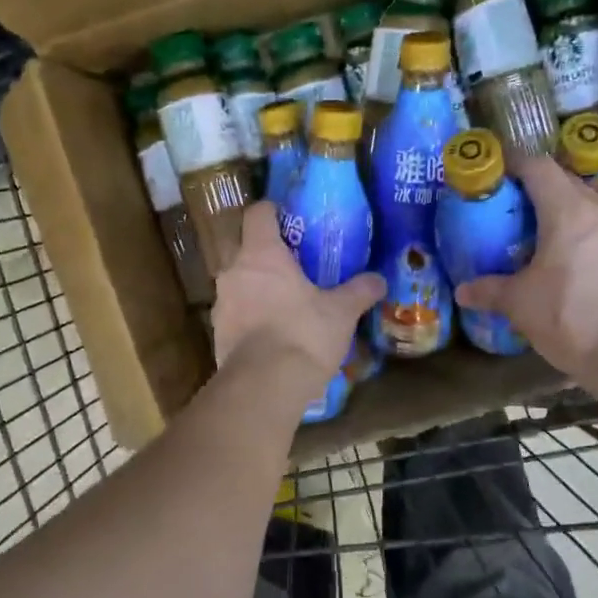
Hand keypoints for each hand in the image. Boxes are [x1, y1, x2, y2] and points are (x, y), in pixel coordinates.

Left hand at [212, 202, 384, 395]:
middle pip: (243, 249)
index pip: (258, 214)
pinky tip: (271, 333)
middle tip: (291, 264)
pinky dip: (250, 317)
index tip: (288, 218)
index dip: (272, 211)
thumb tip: (379, 280)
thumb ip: (359, 291)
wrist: (264, 385)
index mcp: (261, 254)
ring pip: (237, 284)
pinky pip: (235, 315)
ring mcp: (221, 304)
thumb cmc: (303, 334)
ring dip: (255, 288)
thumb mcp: (340, 312)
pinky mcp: (217, 335)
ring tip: (282, 301)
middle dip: (264, 253)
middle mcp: (234, 272)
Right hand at [454, 158, 597, 390]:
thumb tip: (463, 291)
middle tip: (526, 200)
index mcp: (569, 211)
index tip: (499, 170)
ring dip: (592, 188)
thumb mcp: (520, 304)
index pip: (540, 168)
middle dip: (548, 179)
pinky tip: (592, 241)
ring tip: (570, 212)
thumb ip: (490, 290)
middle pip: (574, 174)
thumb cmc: (571, 318)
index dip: (517, 163)